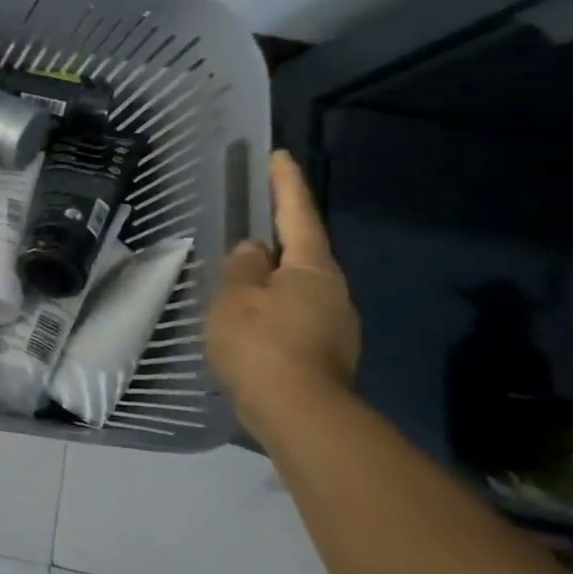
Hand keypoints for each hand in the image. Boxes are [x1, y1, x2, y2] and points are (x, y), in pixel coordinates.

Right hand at [206, 150, 360, 416]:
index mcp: (312, 269)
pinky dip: (274, 315)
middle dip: (276, 243)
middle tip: (246, 234)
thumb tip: (254, 250)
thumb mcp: (235, 296)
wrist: (300, 416)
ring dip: (272, 284)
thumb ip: (242, 267)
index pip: (297, 215)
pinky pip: (296, 321)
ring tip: (238, 289)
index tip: (280, 157)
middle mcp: (334, 292)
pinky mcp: (329, 356)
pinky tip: (250, 329)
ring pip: (298, 291)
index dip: (286, 185)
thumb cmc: (261, 343)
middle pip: (302, 255)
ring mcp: (337, 327)